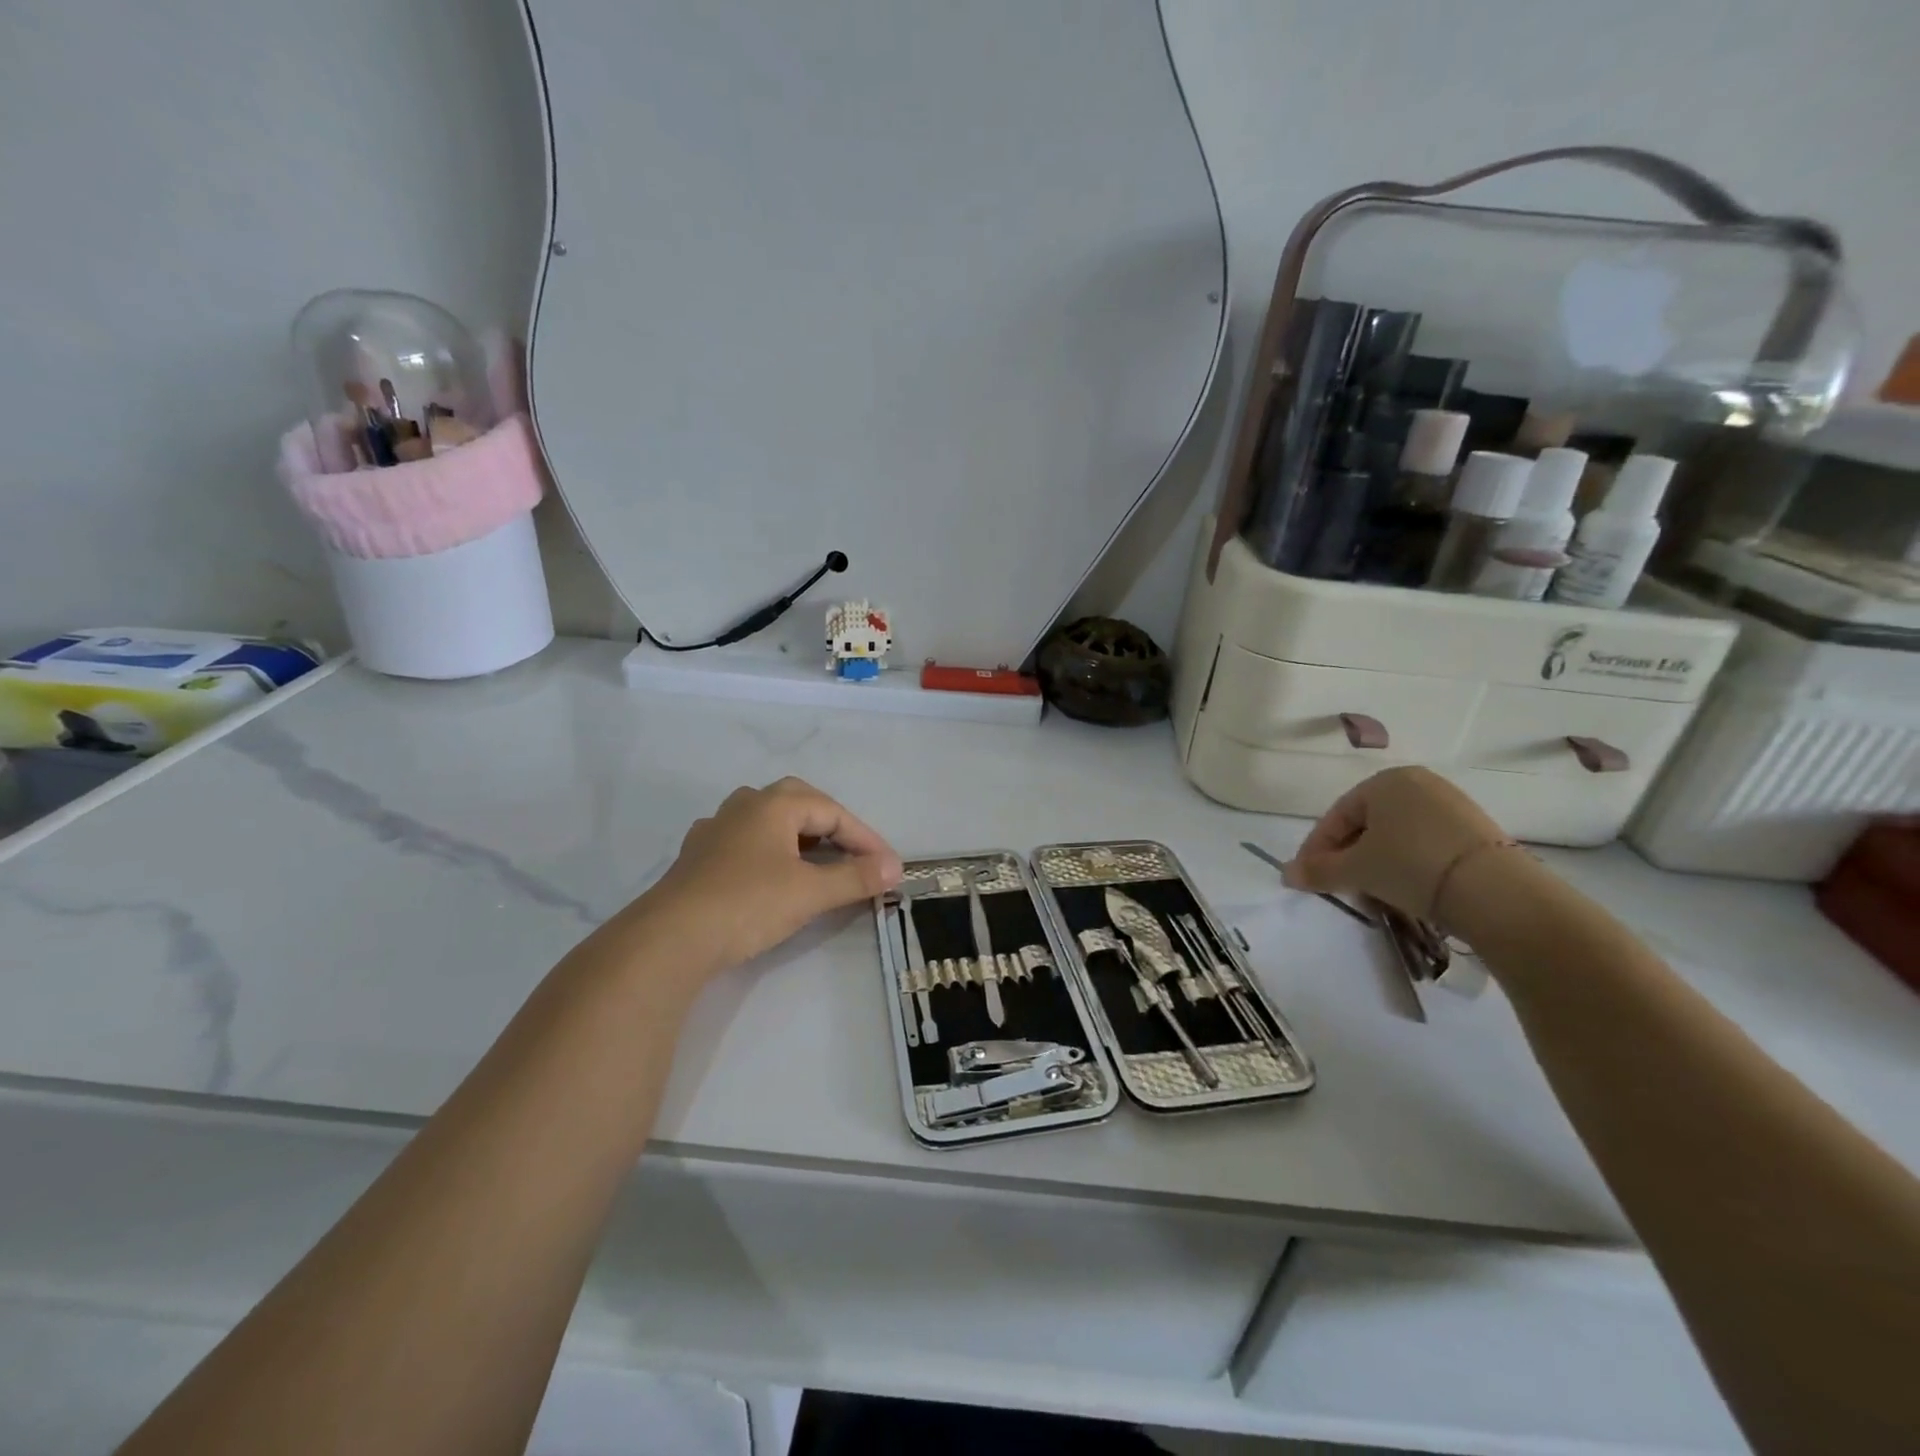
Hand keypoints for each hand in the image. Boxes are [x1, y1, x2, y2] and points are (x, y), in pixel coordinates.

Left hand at [641, 777, 902, 973]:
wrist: (670, 939)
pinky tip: (769, 872)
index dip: (865, 838)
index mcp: (773, 804)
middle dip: (831, 825)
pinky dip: (770, 851)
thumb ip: (855, 877)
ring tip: (817, 860)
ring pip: (768, 820)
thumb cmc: (748, 904)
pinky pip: (745, 842)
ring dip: (799, 836)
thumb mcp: (810, 893)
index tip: (888, 867)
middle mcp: (743, 806)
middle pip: (799, 803)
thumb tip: (895, 868)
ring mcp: (715, 830)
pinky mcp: (697, 857)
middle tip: (854, 851)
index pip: (832, 812)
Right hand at [1282, 766, 1510, 921]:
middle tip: (1339, 885)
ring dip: (1377, 862)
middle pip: (1367, 823)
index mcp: (1384, 781)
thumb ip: (1318, 870)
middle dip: (1348, 855)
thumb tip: (1286, 875)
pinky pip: (1426, 843)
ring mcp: (1452, 804)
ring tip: (1372, 892)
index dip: (1317, 848)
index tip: (1307, 876)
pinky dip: (1408, 863)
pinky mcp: (1477, 830)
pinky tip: (1407, 888)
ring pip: (1397, 835)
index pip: (1337, 816)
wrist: (1495, 891)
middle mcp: (1418, 783)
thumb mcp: (1356, 870)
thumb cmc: (1411, 865)